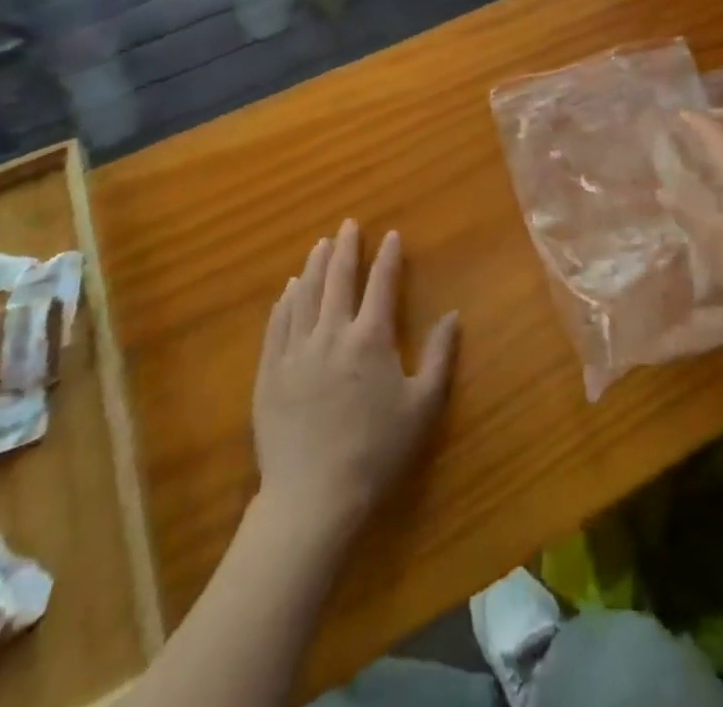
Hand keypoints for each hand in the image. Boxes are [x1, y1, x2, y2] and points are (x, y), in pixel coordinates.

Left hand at [252, 219, 458, 547]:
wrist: (313, 497)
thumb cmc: (376, 451)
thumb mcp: (422, 406)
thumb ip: (440, 355)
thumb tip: (453, 314)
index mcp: (371, 338)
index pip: (381, 283)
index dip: (387, 257)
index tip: (390, 235)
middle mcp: (331, 333)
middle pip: (337, 278)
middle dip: (345, 248)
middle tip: (348, 224)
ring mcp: (296, 351)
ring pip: (304, 294)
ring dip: (313, 265)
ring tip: (319, 245)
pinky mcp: (269, 372)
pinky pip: (276, 324)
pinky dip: (285, 301)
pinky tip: (288, 289)